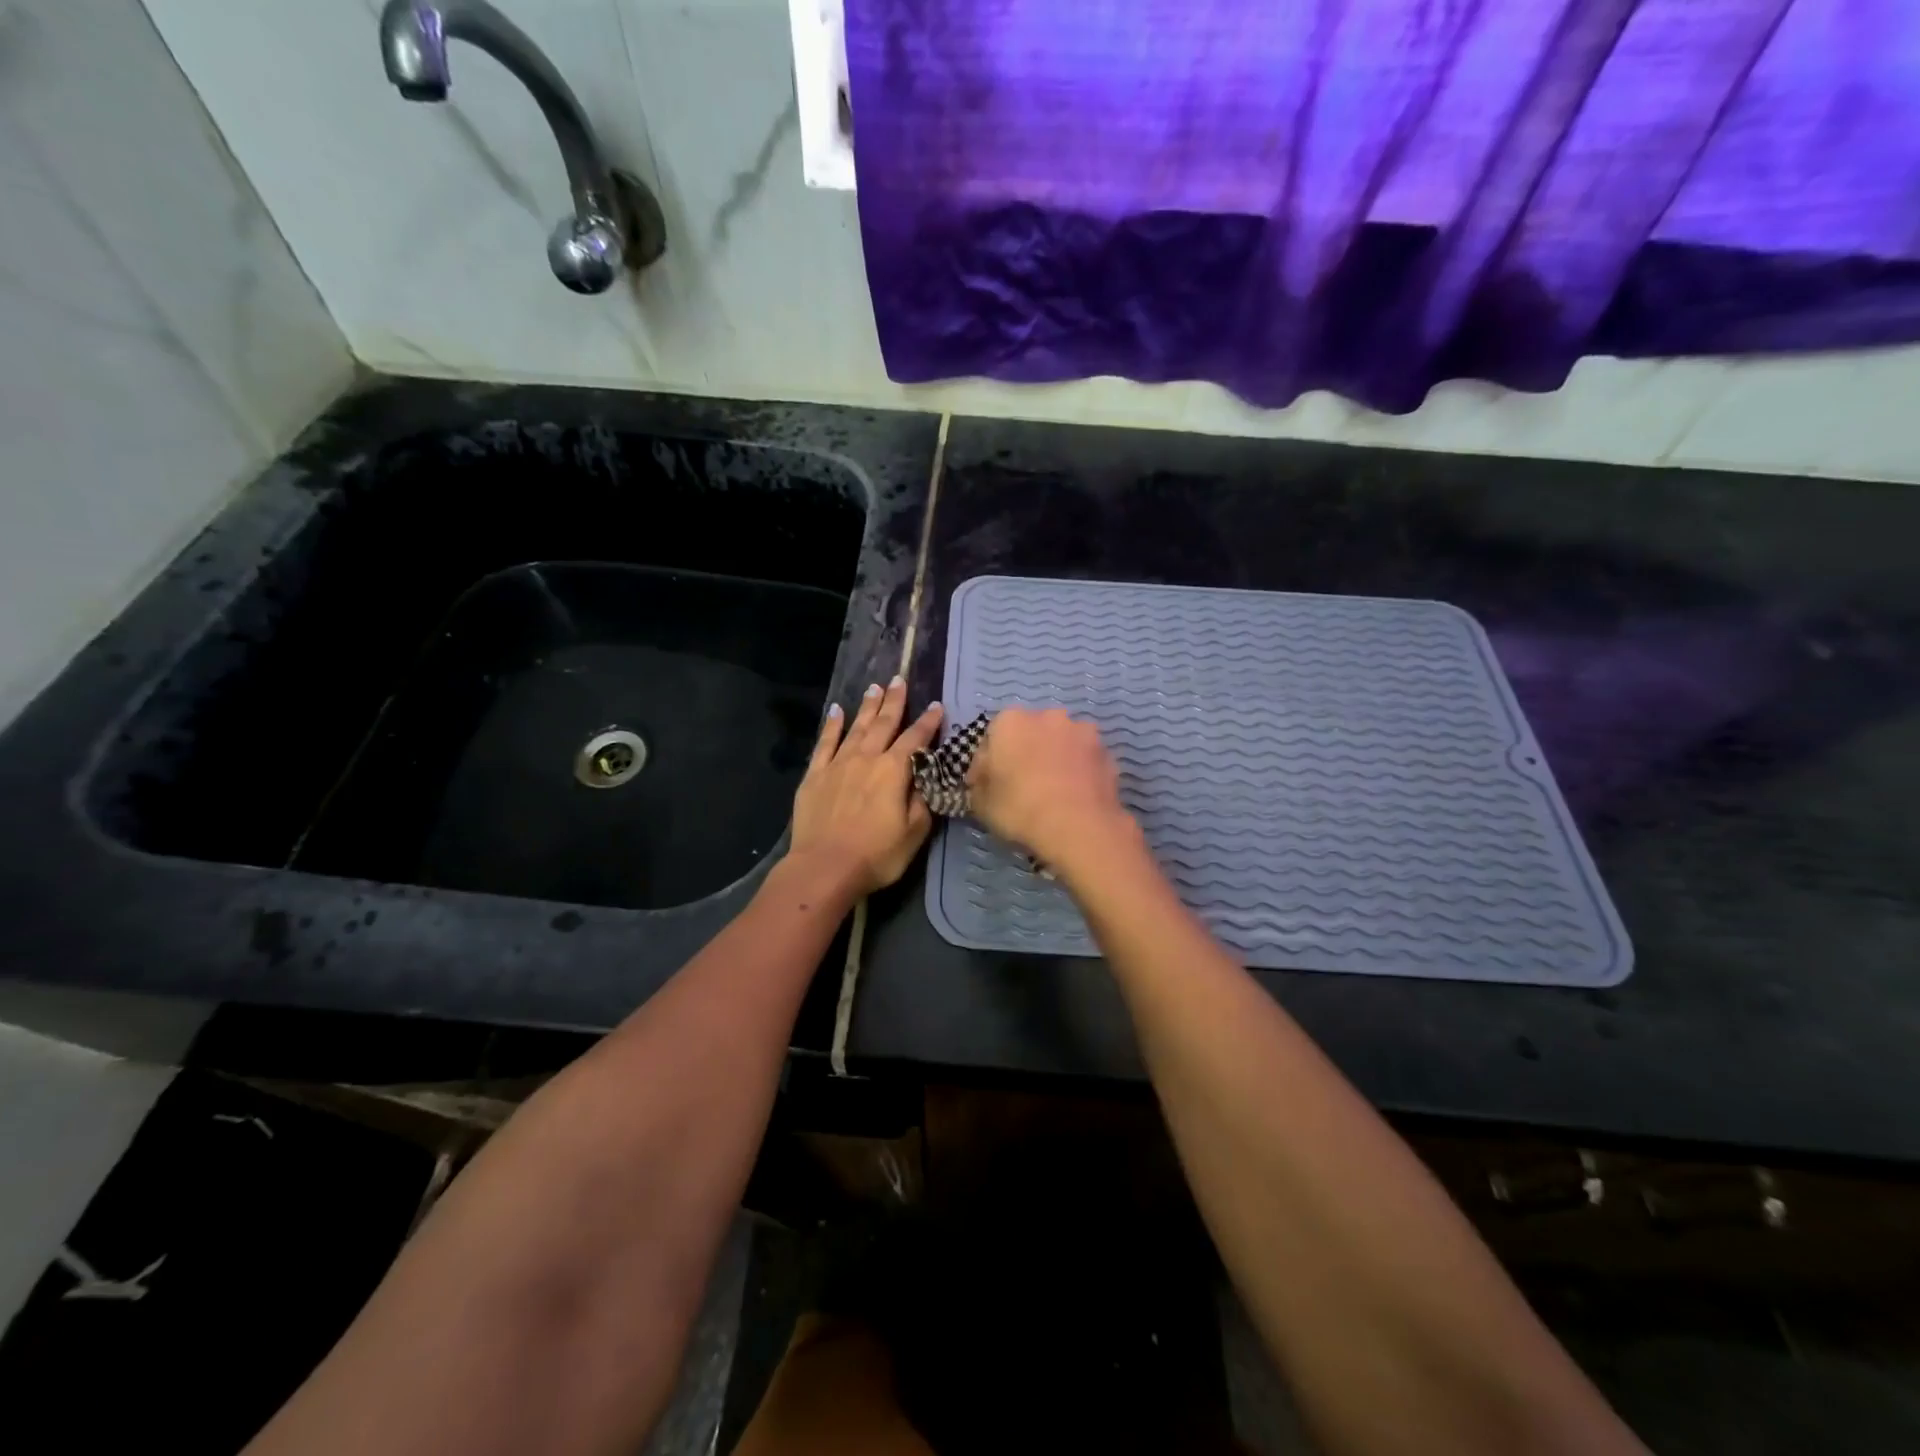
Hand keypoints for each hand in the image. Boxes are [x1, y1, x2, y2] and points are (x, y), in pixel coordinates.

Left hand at [789, 677, 943, 895]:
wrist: (824, 868)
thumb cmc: (876, 855)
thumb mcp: (914, 833)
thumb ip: (922, 801)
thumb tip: (926, 778)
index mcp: (893, 771)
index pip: (915, 739)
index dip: (928, 722)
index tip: (937, 706)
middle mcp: (866, 758)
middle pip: (884, 724)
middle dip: (894, 701)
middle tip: (899, 679)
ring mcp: (837, 764)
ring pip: (856, 728)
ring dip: (867, 707)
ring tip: (875, 688)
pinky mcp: (815, 775)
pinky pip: (825, 743)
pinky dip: (831, 725)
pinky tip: (836, 711)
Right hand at [967, 708, 1132, 870]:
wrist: (1079, 827)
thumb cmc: (1020, 808)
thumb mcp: (981, 802)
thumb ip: (980, 783)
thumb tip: (985, 778)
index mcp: (1010, 721)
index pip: (993, 738)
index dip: (989, 764)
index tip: (989, 786)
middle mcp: (1047, 716)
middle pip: (1030, 733)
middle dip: (1026, 753)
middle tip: (1022, 785)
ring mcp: (1082, 731)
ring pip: (1061, 743)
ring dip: (1055, 758)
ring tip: (1053, 790)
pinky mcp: (1107, 752)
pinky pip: (1084, 759)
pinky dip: (1078, 771)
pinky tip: (1075, 796)